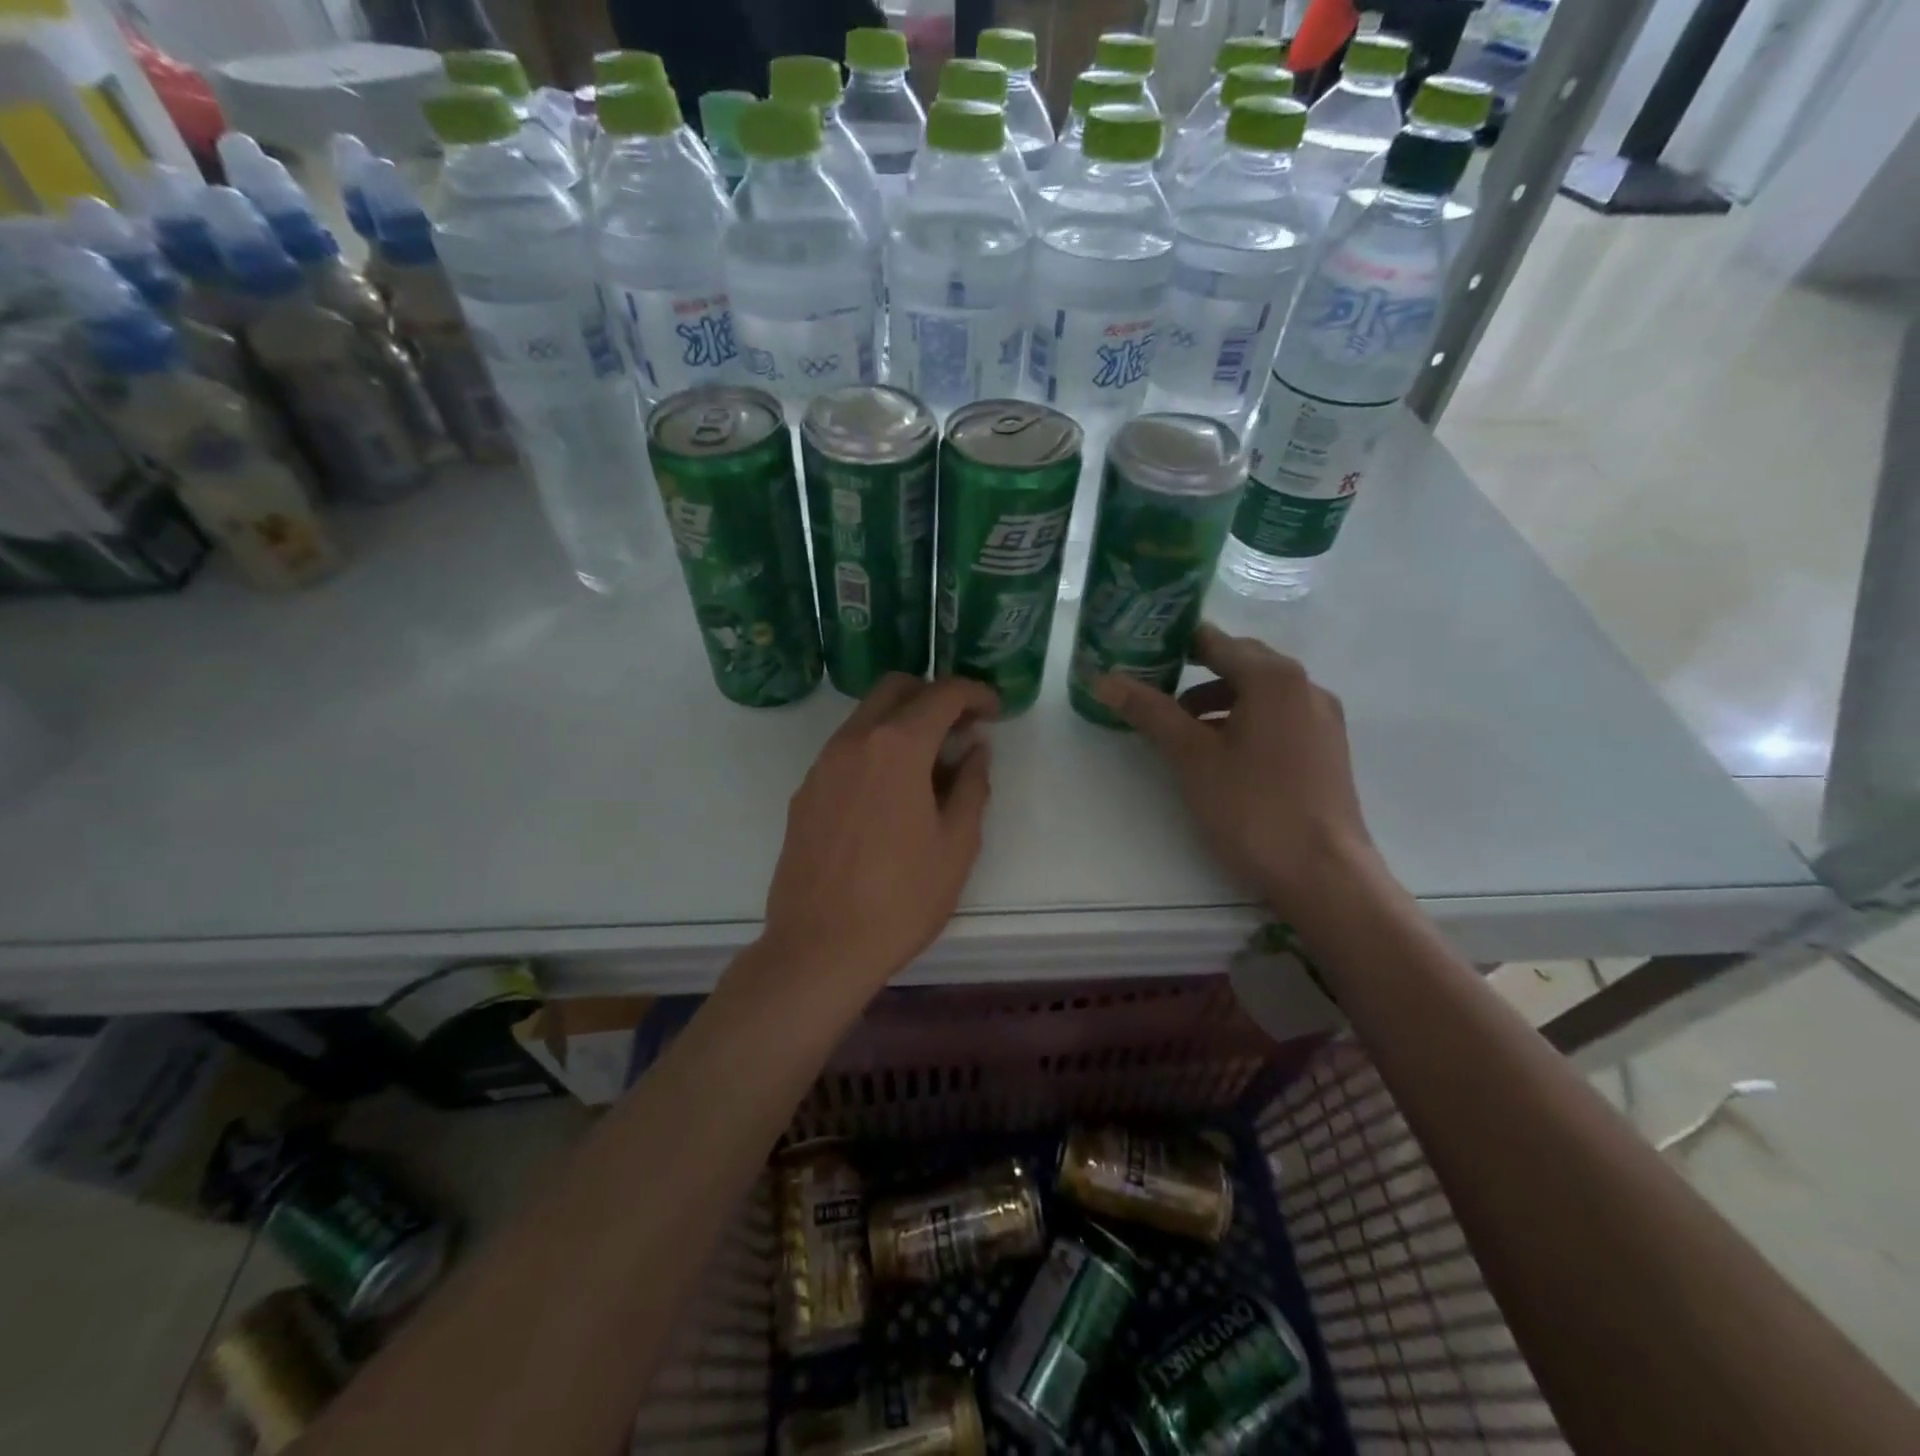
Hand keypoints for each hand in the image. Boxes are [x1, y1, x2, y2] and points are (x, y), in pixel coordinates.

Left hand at [760, 674, 998, 997]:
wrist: (819, 947)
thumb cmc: (902, 899)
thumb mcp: (957, 844)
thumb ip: (971, 785)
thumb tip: (975, 749)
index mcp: (897, 747)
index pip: (942, 694)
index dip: (975, 694)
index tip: (993, 711)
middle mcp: (853, 741)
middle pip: (895, 688)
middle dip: (933, 695)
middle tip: (961, 729)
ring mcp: (822, 765)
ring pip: (866, 717)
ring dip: (902, 722)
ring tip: (930, 765)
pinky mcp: (805, 792)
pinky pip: (845, 750)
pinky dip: (875, 749)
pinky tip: (891, 793)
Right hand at [1094, 624, 1377, 920]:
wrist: (1323, 874)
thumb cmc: (1252, 808)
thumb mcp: (1192, 757)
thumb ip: (1150, 712)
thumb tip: (1103, 679)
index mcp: (1274, 677)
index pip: (1214, 641)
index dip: (1173, 644)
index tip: (1139, 655)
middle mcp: (1305, 686)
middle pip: (1240, 662)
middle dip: (1195, 673)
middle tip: (1153, 691)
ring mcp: (1322, 718)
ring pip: (1261, 692)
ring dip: (1219, 700)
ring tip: (1183, 730)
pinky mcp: (1327, 748)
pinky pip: (1279, 716)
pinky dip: (1246, 720)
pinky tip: (1223, 753)